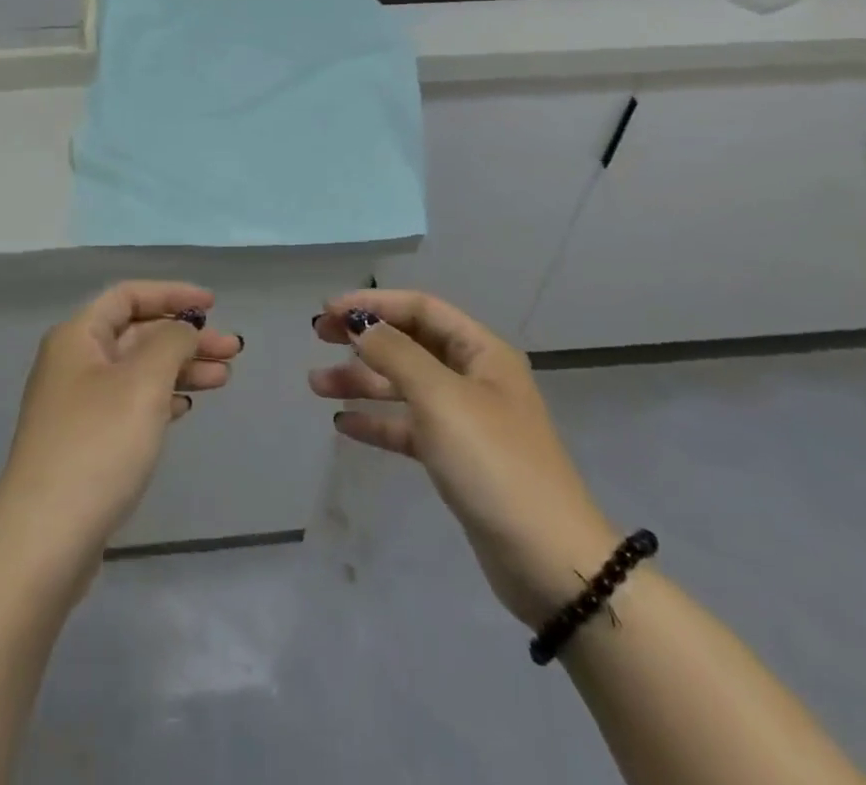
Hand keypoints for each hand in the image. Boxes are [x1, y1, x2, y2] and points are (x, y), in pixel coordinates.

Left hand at [0, 281, 240, 569]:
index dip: (172, 294)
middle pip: (136, 333)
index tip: (213, 305)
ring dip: (180, 369)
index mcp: (77, 337)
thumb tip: (183, 331)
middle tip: (232, 350)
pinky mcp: (85, 442)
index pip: (128, 296)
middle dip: (185, 337)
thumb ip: (171, 343)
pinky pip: (130, 403)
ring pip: (137, 370)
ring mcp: (76, 405)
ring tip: (224, 378)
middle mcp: (73, 362)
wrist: (44, 540)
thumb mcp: (143, 383)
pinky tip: (186, 407)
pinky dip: (161, 398)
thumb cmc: (97, 445)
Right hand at [311, 289, 618, 625]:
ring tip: (316, 384)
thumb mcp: (441, 398)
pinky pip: (409, 427)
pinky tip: (343, 424)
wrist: (549, 562)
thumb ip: (395, 354)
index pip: (420, 309)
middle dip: (364, 338)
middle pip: (409, 343)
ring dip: (362, 381)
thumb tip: (360, 322)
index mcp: (481, 352)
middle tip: (317, 337)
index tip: (328, 311)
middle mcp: (474, 377)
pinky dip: (377, 422)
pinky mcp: (457, 459)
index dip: (373, 304)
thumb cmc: (494, 463)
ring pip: (404, 386)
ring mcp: (466, 420)